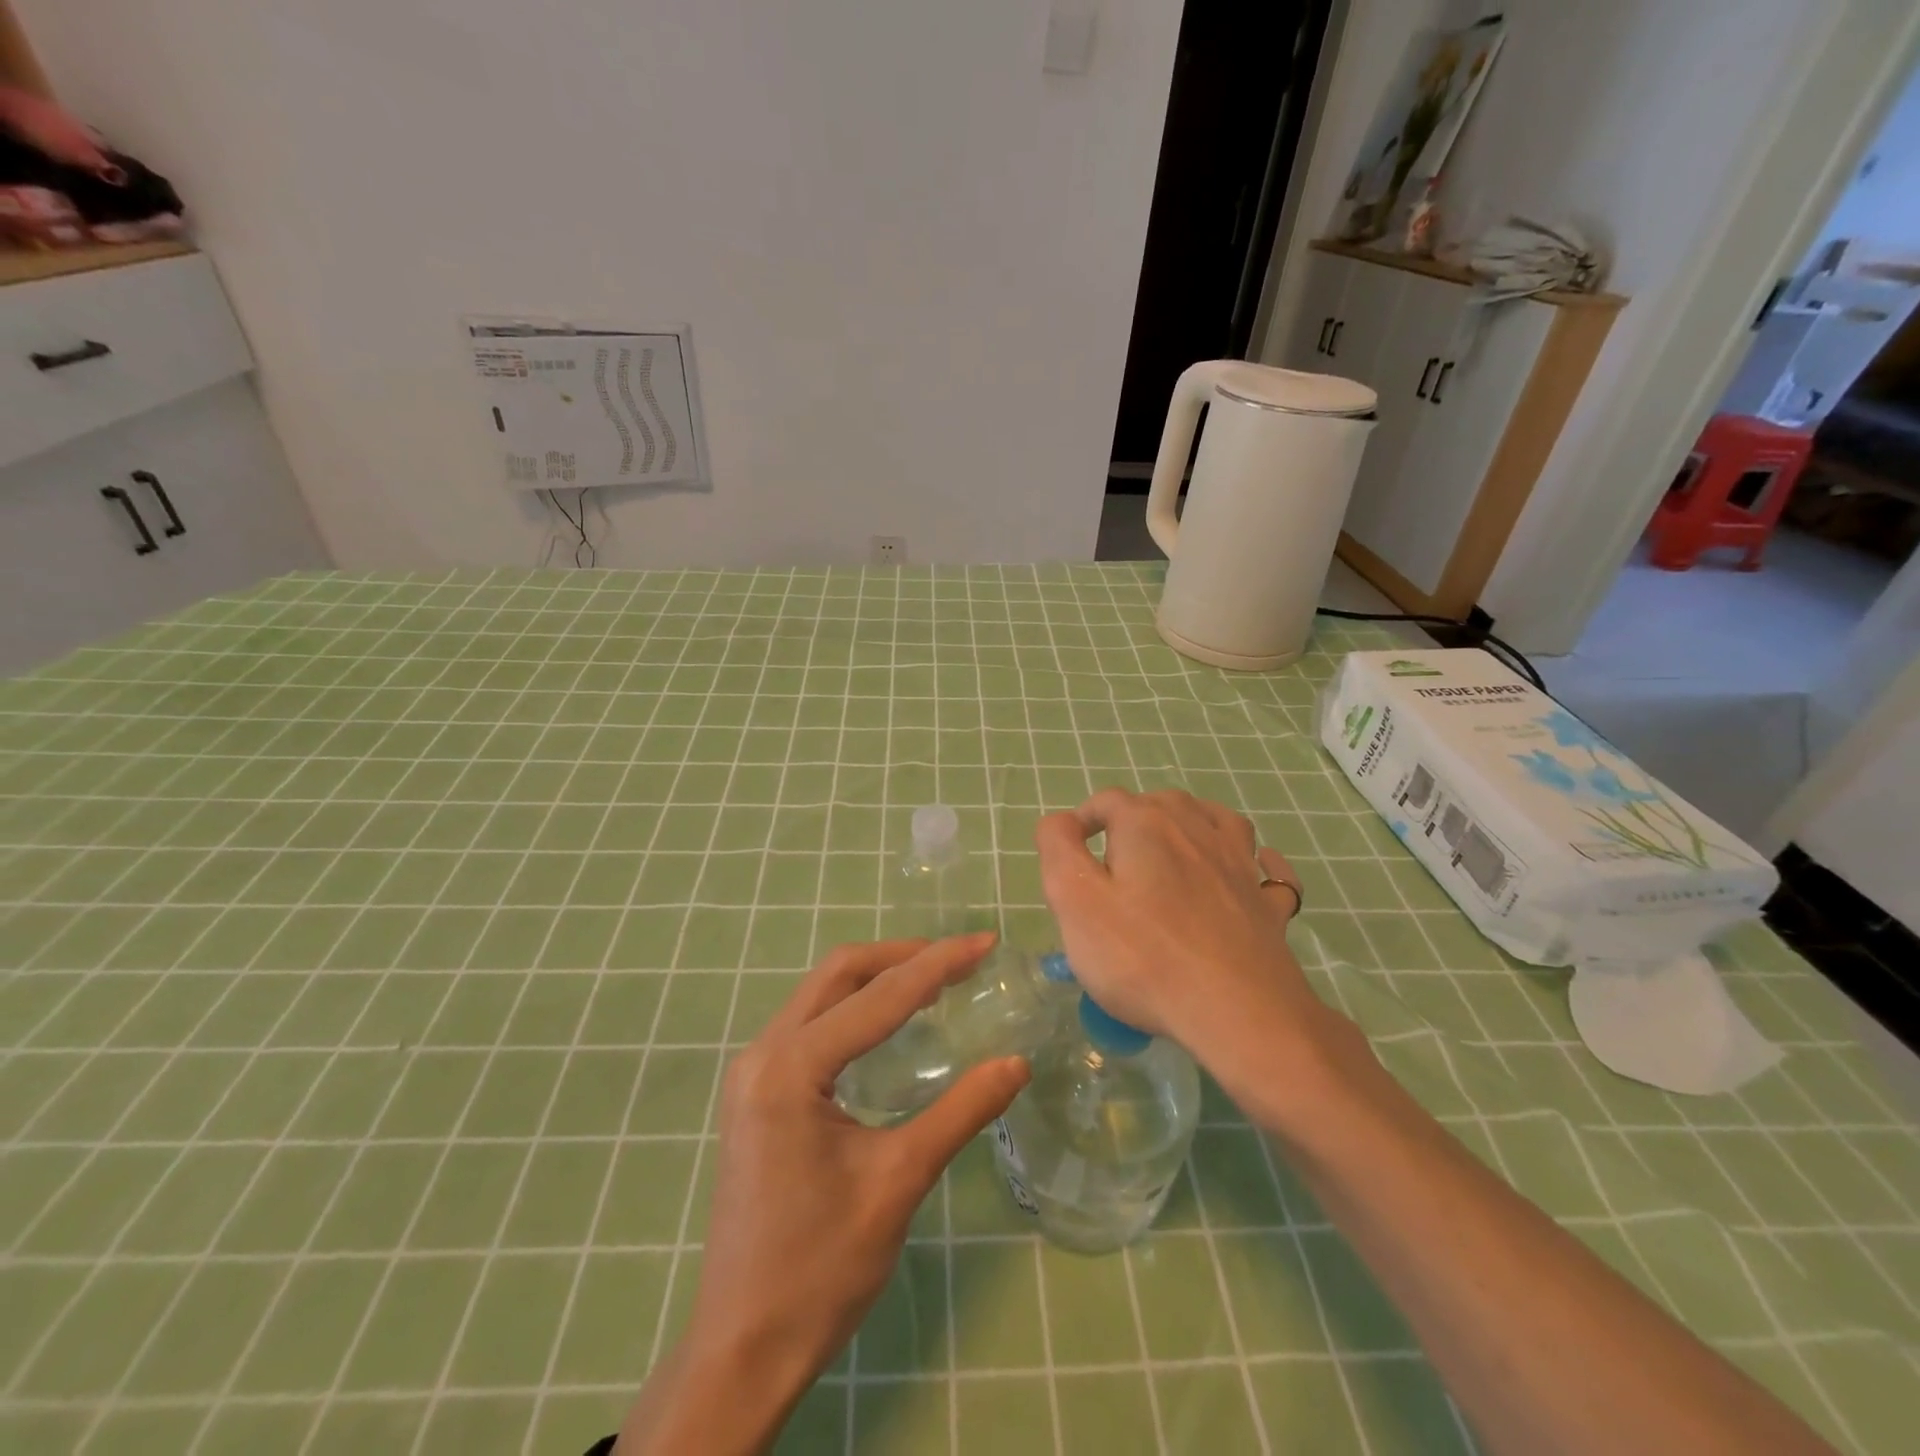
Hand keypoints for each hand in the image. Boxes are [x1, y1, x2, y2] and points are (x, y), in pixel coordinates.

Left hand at [618, 933, 1029, 1454]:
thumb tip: (1016, 1063)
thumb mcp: (899, 1182)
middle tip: (960, 957)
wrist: (743, 1347)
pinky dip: (855, 1007)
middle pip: (838, 975)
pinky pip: (810, 1024)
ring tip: (934, 978)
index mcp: (790, 1068)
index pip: (877, 997)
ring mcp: (752, 1071)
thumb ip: (960, 1112)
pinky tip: (889, 1021)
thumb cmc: (820, 1268)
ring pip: (820, 994)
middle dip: (902, 956)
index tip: (985, 944)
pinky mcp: (755, 1092)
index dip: (937, 965)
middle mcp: (762, 1053)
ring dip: (877, 977)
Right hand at [1035, 788, 1356, 1096]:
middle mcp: (1196, 829)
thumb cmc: (1143, 956)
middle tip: (1111, 862)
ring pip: (1214, 820)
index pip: (1107, 802)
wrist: (1238, 1013)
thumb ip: (1058, 848)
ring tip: (1172, 847)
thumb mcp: (1075, 900)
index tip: (1070, 851)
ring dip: (1190, 823)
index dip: (1082, 819)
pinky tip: (1254, 866)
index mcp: (1146, 824)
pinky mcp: (1266, 903)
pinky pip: (1267, 868)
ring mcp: (1239, 864)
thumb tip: (1061, 821)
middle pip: (1160, 803)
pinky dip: (1257, 860)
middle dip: (1132, 820)